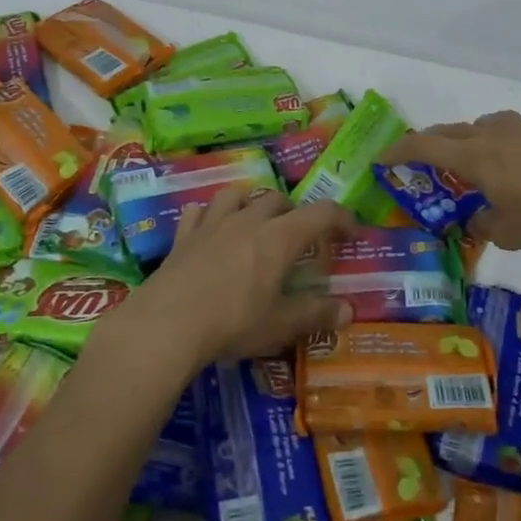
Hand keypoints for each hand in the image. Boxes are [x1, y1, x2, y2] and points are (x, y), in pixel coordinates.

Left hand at [103, 188, 357, 377]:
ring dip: (252, 203)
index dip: (342, 219)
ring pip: (237, 195)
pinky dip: (209, 215)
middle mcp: (248, 221)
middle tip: (300, 237)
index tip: (352, 233)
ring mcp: (212, 224)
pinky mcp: (183, 237)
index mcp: (279, 238)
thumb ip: (316, 315)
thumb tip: (349, 311)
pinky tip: (210, 228)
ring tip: (256, 222)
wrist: (167, 325)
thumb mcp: (281, 325)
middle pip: (278, 199)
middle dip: (295, 212)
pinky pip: (198, 211)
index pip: (321, 214)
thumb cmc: (233, 323)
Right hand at [380, 111, 520, 250]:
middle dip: (429, 141)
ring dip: (466, 138)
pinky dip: (496, 142)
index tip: (382, 158)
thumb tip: (477, 219)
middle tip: (419, 156)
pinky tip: (511, 161)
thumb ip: (484, 224)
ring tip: (470, 157)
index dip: (399, 151)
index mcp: (473, 157)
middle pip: (449, 130)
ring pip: (481, 125)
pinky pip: (508, 131)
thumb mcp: (507, 232)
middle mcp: (491, 135)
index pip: (424, 146)